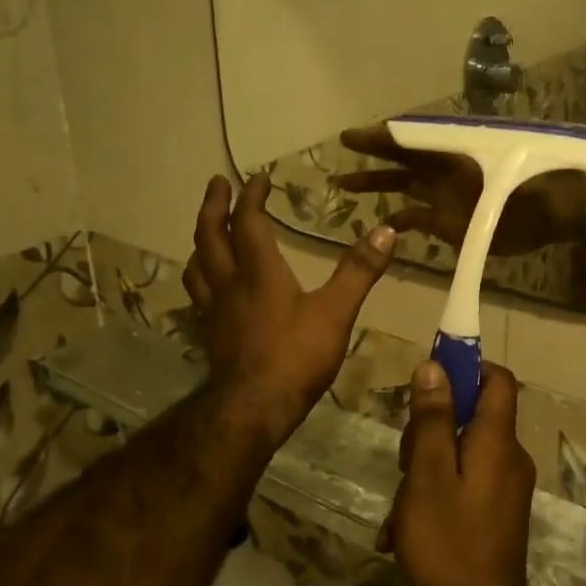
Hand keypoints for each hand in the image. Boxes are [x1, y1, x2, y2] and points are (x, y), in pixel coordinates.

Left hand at [183, 173, 397, 448]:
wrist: (254, 407)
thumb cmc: (296, 356)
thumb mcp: (336, 312)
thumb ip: (359, 271)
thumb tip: (387, 231)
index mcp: (258, 272)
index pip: (248, 222)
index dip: (251, 197)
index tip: (258, 177)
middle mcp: (229, 283)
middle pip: (210, 236)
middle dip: (214, 206)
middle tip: (217, 184)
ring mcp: (215, 310)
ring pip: (198, 264)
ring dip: (202, 240)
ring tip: (209, 230)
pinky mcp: (211, 333)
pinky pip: (199, 293)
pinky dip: (201, 275)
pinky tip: (210, 285)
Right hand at [332, 124, 584, 255]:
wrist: (555, 217)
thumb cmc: (539, 192)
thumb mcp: (514, 180)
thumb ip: (484, 181)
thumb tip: (476, 172)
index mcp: (459, 156)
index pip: (415, 141)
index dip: (385, 137)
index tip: (355, 136)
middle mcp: (446, 173)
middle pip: (403, 160)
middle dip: (374, 155)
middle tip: (343, 147)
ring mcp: (446, 198)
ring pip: (404, 186)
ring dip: (377, 184)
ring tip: (344, 184)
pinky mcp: (449, 223)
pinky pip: (416, 218)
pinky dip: (398, 221)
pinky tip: (380, 226)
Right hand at [380, 361, 537, 585]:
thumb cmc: (447, 543)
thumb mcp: (428, 475)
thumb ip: (432, 420)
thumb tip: (435, 367)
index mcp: (498, 441)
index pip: (497, 379)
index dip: (467, 368)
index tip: (430, 379)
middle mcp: (511, 458)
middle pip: (473, 418)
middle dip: (433, 431)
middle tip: (404, 462)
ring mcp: (507, 489)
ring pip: (463, 455)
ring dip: (427, 471)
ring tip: (401, 509)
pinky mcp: (498, 515)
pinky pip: (465, 486)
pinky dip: (437, 496)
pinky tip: (405, 531)